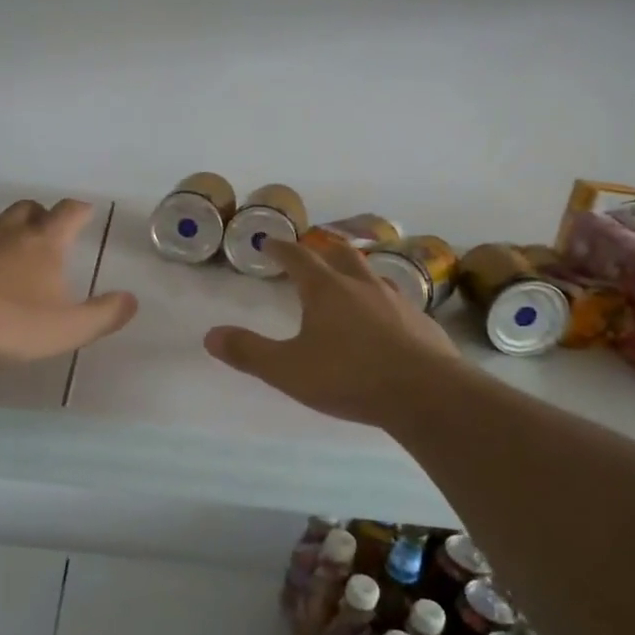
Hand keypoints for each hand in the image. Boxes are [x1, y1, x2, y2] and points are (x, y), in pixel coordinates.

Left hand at [0, 200, 136, 364]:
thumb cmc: (6, 322)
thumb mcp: (65, 329)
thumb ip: (102, 316)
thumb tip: (132, 300)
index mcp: (44, 242)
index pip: (69, 213)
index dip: (80, 211)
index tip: (86, 212)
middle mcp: (7, 229)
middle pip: (29, 209)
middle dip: (41, 217)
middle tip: (45, 237)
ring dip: (4, 234)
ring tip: (5, 260)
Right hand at [204, 235, 458, 427]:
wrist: (424, 393)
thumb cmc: (349, 377)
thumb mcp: (288, 370)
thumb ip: (249, 352)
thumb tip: (210, 335)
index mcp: (326, 290)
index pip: (298, 258)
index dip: (281, 249)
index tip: (269, 242)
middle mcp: (362, 286)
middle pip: (341, 254)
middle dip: (322, 250)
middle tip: (311, 252)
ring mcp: (396, 301)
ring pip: (373, 275)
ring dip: (356, 272)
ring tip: (349, 281)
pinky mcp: (421, 323)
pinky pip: (397, 302)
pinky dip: (382, 302)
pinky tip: (385, 320)